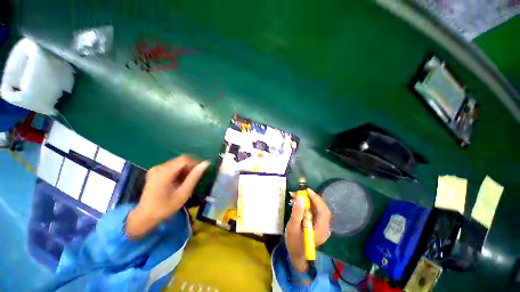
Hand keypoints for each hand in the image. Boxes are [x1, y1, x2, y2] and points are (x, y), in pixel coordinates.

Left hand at [125, 155, 209, 238]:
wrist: (145, 216)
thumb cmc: (165, 207)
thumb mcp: (183, 193)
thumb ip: (194, 177)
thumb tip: (205, 164)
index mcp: (164, 172)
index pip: (184, 159)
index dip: (196, 162)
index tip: (203, 169)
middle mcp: (159, 167)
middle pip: (180, 160)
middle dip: (191, 166)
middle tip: (197, 177)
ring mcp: (156, 169)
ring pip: (177, 163)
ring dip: (186, 169)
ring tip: (189, 180)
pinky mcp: (156, 171)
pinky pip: (172, 166)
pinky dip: (180, 171)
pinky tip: (181, 180)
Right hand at [285, 188, 331, 271]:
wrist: (296, 254)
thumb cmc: (294, 243)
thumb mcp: (293, 228)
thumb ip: (297, 213)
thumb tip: (300, 198)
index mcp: (321, 230)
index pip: (323, 211)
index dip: (316, 199)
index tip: (307, 190)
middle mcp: (324, 227)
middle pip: (321, 208)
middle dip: (310, 198)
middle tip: (298, 192)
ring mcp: (321, 225)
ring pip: (316, 208)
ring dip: (307, 200)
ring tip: (295, 196)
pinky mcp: (316, 223)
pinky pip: (313, 211)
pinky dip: (306, 205)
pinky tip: (297, 202)